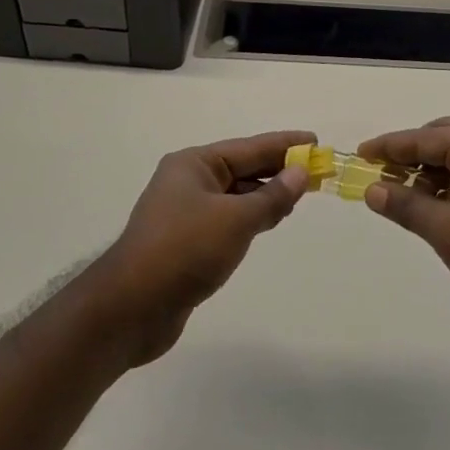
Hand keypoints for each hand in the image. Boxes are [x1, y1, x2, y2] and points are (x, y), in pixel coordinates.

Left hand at [90, 129, 313, 364]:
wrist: (132, 308)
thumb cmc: (185, 250)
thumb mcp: (236, 220)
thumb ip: (272, 196)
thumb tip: (300, 172)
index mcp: (194, 164)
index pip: (250, 147)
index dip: (285, 144)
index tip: (316, 141)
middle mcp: (188, 181)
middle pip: (243, 168)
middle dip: (278, 169)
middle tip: (317, 170)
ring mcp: (186, 212)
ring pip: (236, 195)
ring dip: (266, 194)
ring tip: (300, 195)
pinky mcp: (187, 241)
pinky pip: (228, 218)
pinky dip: (251, 217)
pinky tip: (271, 221)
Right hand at [358, 118, 449, 341]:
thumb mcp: (446, 230)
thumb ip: (406, 205)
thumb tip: (372, 189)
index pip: (424, 138)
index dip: (389, 146)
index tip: (359, 153)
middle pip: (442, 140)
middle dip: (409, 155)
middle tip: (380, 173)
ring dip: (426, 174)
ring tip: (397, 194)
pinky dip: (444, 189)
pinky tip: (427, 208)